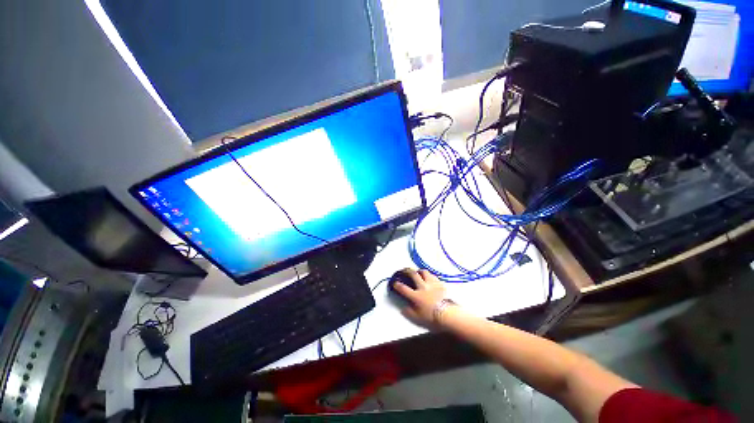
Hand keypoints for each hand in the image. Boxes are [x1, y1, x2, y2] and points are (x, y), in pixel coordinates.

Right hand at [393, 269, 451, 328]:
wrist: (448, 314)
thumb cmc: (432, 316)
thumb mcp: (418, 318)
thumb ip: (409, 312)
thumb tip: (403, 308)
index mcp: (416, 296)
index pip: (403, 288)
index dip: (397, 285)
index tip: (394, 282)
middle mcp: (422, 287)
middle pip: (413, 274)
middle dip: (406, 271)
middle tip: (404, 270)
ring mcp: (431, 283)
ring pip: (424, 272)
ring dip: (419, 271)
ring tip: (418, 272)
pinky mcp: (439, 283)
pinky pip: (433, 276)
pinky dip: (429, 275)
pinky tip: (429, 278)